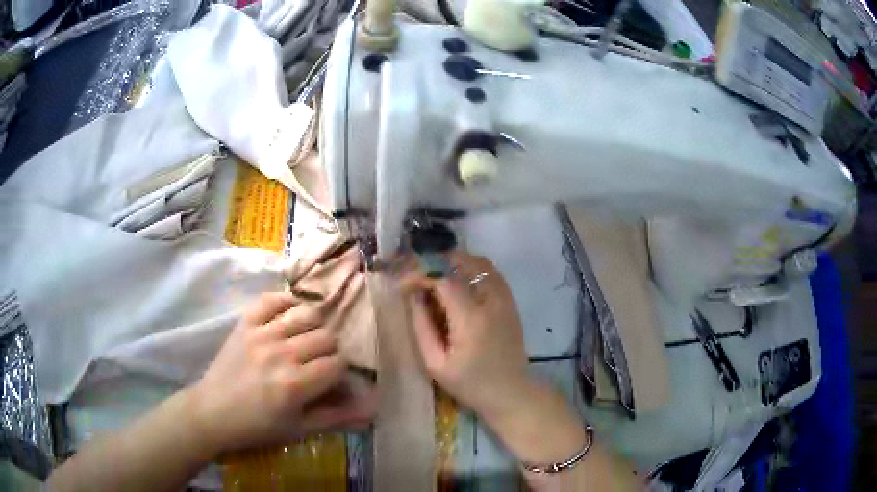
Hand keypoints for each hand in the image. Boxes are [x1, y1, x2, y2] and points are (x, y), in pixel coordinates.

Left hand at [187, 292, 376, 456]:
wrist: (212, 411)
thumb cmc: (257, 426)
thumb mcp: (299, 429)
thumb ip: (337, 417)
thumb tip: (373, 408)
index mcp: (294, 385)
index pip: (337, 364)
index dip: (340, 373)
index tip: (332, 381)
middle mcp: (280, 354)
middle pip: (326, 337)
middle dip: (330, 351)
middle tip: (319, 363)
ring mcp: (261, 334)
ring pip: (306, 315)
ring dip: (314, 327)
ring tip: (306, 340)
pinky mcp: (245, 323)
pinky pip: (272, 300)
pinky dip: (286, 302)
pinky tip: (290, 316)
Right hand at [401, 252, 535, 420]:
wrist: (511, 393)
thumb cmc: (470, 384)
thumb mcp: (435, 363)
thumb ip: (421, 326)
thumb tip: (413, 296)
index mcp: (471, 319)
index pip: (443, 278)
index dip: (419, 274)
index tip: (403, 285)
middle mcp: (492, 301)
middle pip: (462, 262)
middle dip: (434, 262)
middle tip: (416, 276)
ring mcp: (505, 299)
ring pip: (478, 262)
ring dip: (453, 263)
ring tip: (434, 276)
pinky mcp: (510, 302)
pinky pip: (490, 272)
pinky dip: (470, 269)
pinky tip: (456, 283)